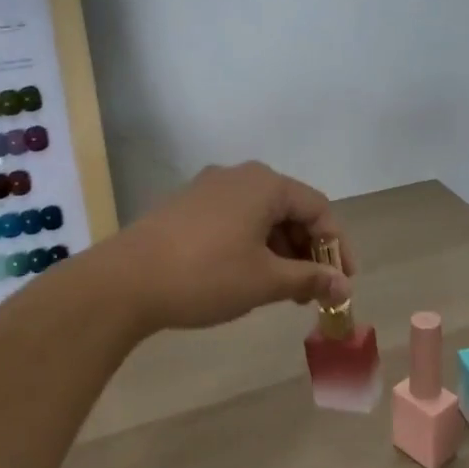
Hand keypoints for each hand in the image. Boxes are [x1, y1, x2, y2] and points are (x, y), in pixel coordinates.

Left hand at [109, 162, 354, 330]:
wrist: (124, 282)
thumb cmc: (206, 275)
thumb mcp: (265, 281)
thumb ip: (310, 279)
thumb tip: (344, 287)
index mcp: (265, 184)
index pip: (318, 209)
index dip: (337, 246)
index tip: (343, 283)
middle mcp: (239, 176)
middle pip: (290, 209)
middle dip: (307, 251)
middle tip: (313, 291)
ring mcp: (209, 188)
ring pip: (261, 216)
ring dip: (280, 251)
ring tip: (282, 291)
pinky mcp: (186, 206)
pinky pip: (235, 220)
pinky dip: (252, 246)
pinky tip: (248, 277)